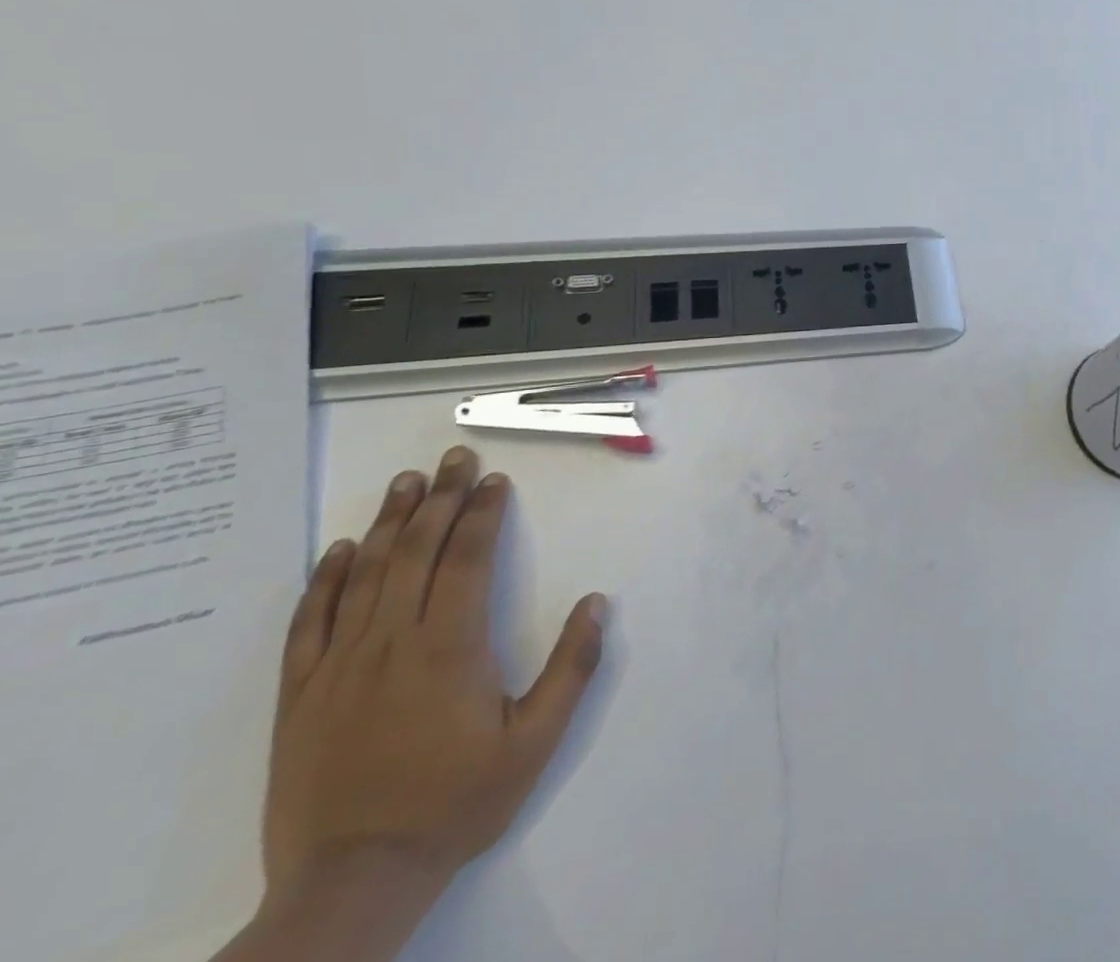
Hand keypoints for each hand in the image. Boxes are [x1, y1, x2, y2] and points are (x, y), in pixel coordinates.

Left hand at [264, 447, 607, 910]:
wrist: (351, 884)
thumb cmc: (454, 806)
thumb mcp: (534, 743)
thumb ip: (571, 668)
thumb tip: (597, 602)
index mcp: (449, 648)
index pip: (468, 559)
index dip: (483, 514)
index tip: (494, 480)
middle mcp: (392, 642)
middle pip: (417, 552)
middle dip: (441, 499)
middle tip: (455, 458)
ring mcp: (339, 667)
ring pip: (364, 576)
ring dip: (388, 523)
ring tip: (406, 482)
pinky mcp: (299, 696)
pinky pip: (309, 624)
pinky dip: (324, 581)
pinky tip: (338, 551)